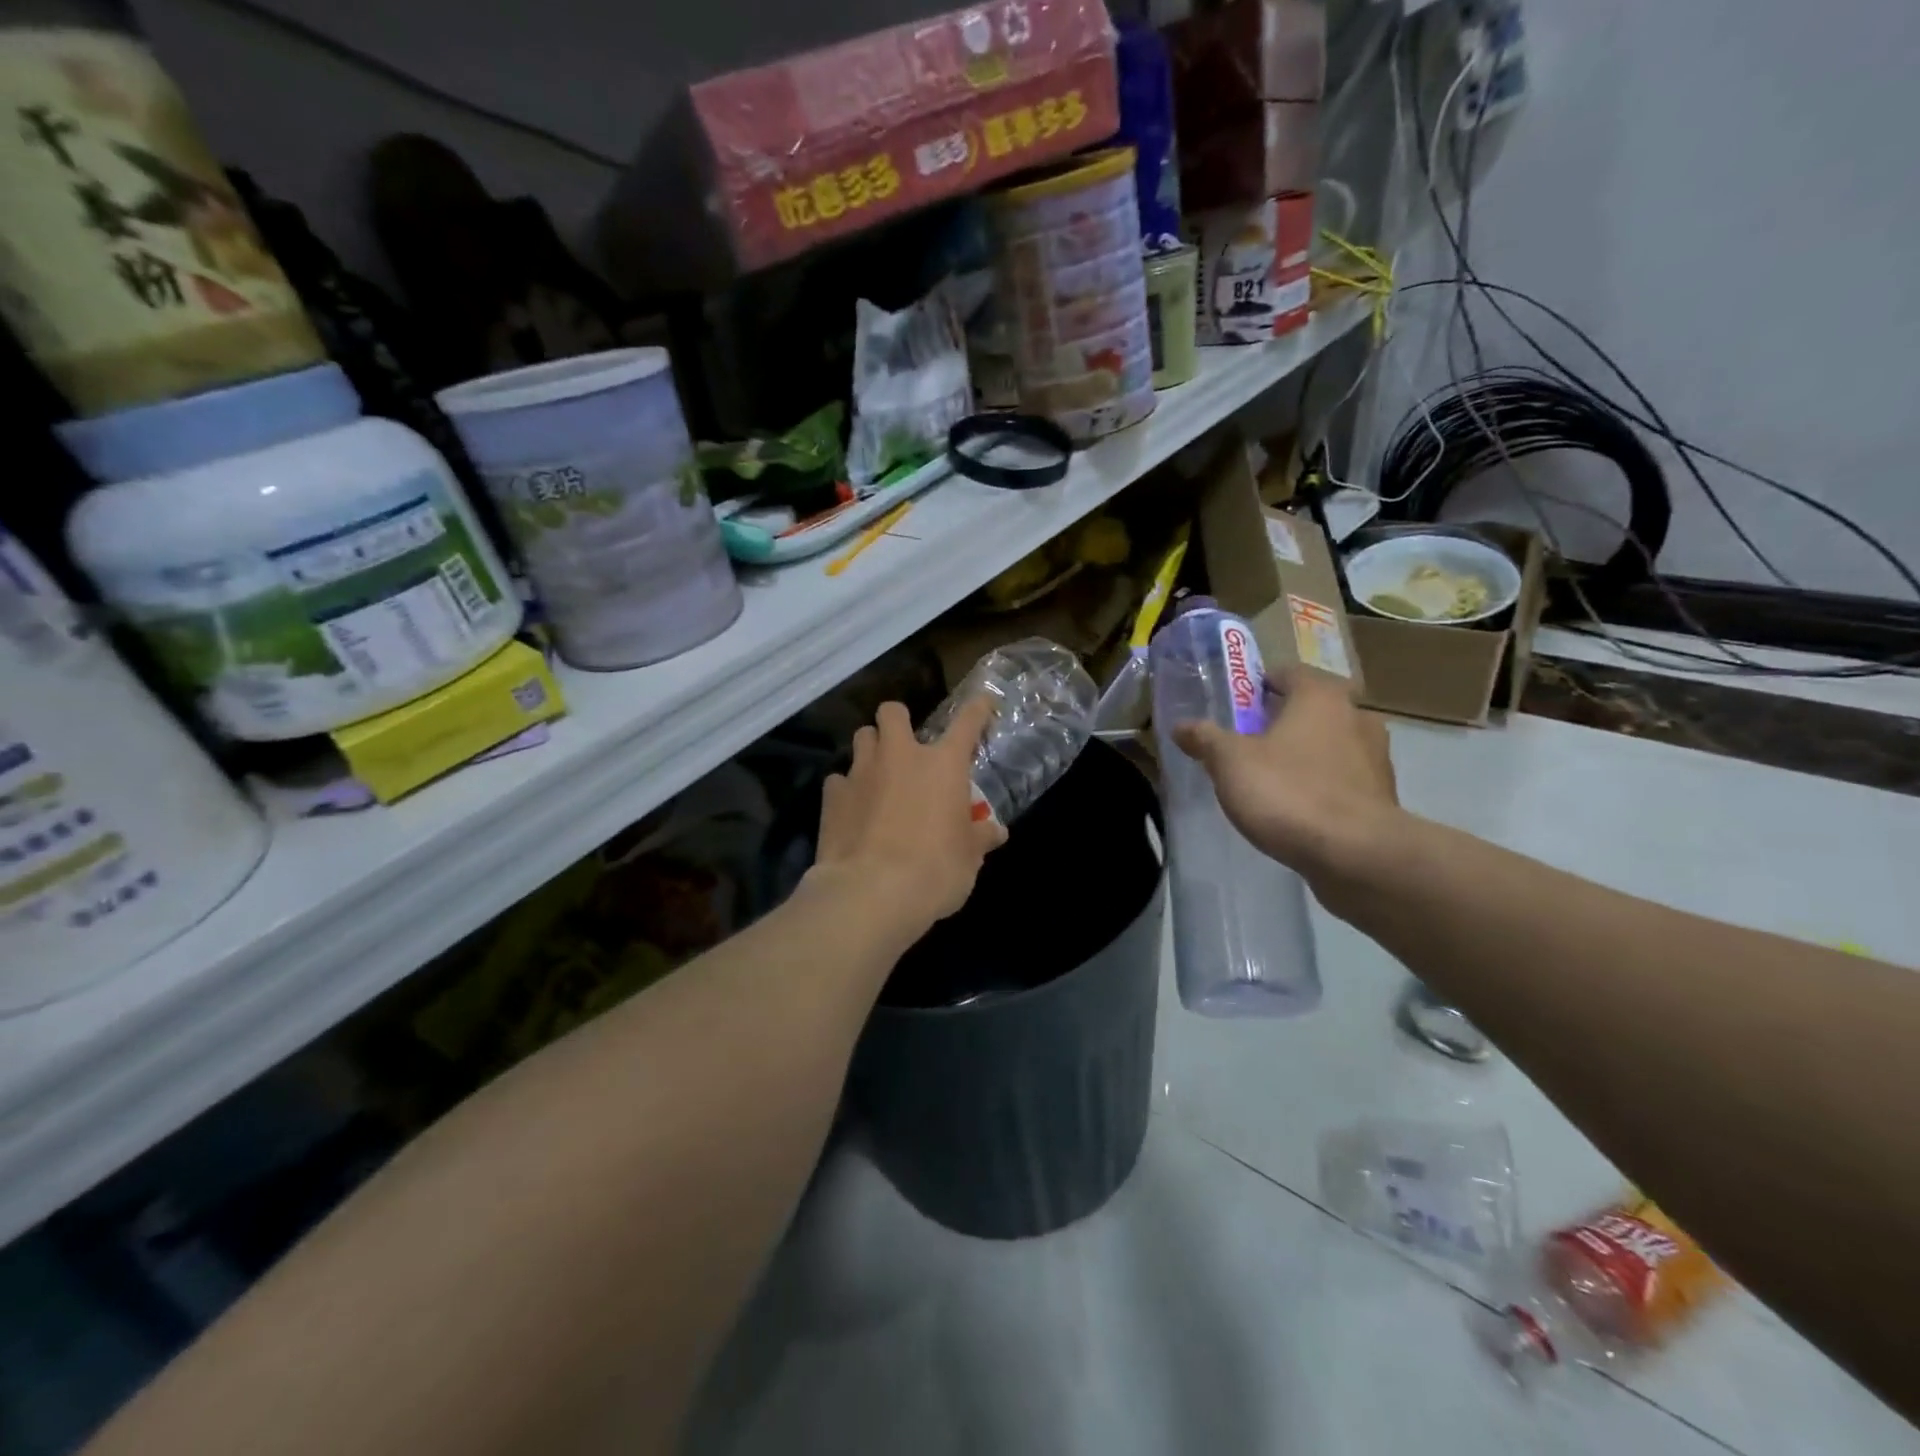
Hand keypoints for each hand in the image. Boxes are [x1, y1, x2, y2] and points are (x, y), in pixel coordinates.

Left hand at [809, 697, 1007, 942]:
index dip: (977, 709)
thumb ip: (980, 837)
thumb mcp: (969, 857)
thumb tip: (996, 831)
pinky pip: (839, 780)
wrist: (872, 892)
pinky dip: (847, 790)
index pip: (967, 722)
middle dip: (899, 721)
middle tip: (906, 746)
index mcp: (943, 764)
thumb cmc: (935, 870)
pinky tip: (853, 810)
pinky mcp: (832, 795)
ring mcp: (862, 772)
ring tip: (878, 774)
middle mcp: (900, 756)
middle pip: (893, 712)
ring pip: (862, 737)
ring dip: (871, 749)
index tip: (982, 704)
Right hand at [1171, 666, 1400, 912]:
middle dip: (1282, 720)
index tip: (1236, 706)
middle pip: (1312, 708)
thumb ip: (1205, 739)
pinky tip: (1298, 806)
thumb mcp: (1230, 763)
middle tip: (1248, 741)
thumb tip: (1181, 726)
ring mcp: (1376, 756)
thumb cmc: (1288, 792)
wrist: (1356, 854)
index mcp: (1320, 696)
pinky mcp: (1383, 795)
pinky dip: (1323, 784)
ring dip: (1306, 753)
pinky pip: (1344, 778)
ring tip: (1272, 777)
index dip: (1259, 684)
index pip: (1288, 672)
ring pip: (1331, 743)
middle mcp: (1356, 715)